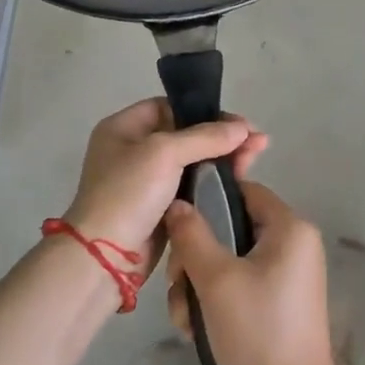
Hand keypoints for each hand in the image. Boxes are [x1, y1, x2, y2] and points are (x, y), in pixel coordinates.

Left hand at [62, 99, 268, 262]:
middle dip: (223, 137)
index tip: (239, 123)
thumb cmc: (128, 193)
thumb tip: (243, 128)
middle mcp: (134, 150)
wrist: (106, 257)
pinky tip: (239, 179)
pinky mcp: (160, 207)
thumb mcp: (164, 153)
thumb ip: (205, 137)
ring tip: (256, 158)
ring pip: (193, 162)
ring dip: (223, 159)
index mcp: (124, 128)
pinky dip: (213, 182)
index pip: (171, 107)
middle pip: (186, 134)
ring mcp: (147, 181)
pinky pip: (192, 186)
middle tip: (258, 142)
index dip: (205, 111)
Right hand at [164, 182, 339, 364]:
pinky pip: (243, 282)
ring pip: (232, 260)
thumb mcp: (216, 279)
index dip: (208, 201)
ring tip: (183, 318)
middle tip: (177, 284)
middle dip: (197, 257)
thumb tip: (177, 203)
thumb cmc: (257, 329)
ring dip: (201, 284)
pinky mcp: (281, 301)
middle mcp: (294, 243)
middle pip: (233, 228)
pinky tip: (197, 328)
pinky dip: (219, 299)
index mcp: (290, 227)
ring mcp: (289, 274)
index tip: (179, 226)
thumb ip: (192, 235)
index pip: (244, 190)